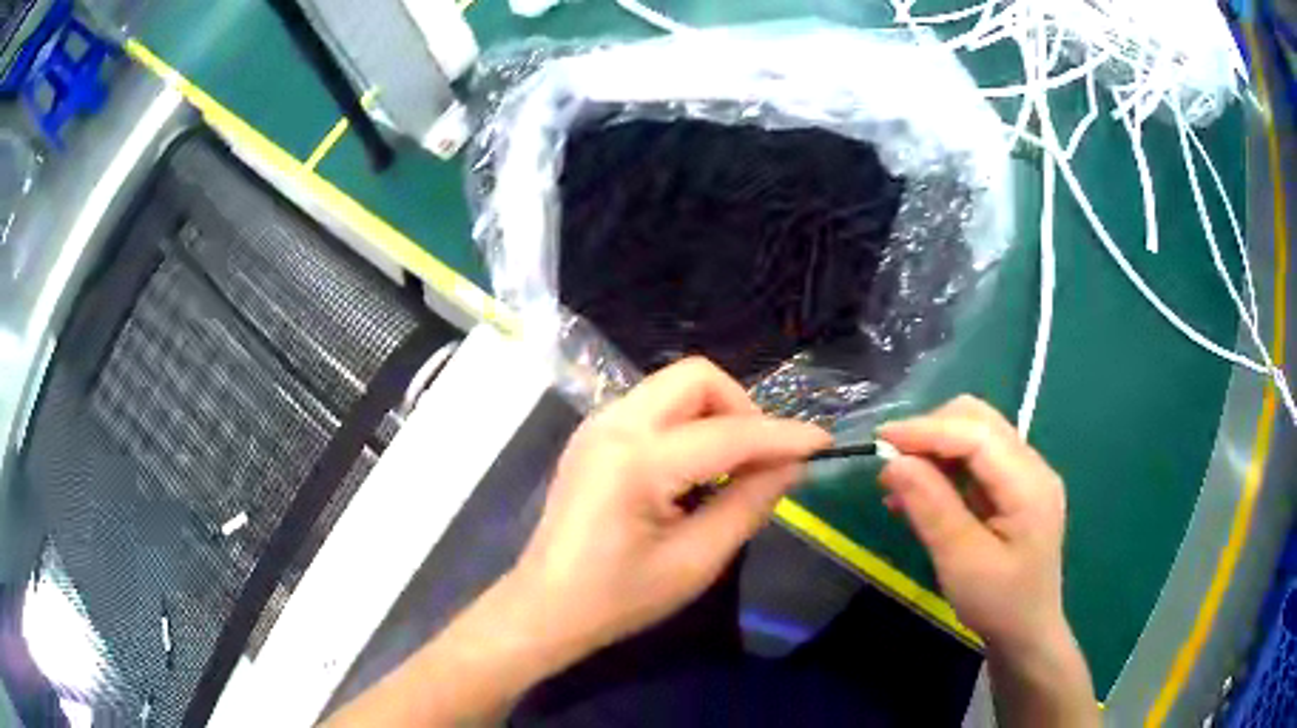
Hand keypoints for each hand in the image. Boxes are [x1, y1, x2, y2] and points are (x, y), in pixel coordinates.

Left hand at [511, 357, 831, 658]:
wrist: (546, 607)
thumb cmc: (619, 597)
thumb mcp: (696, 561)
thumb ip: (749, 504)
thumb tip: (791, 465)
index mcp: (637, 461)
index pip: (728, 433)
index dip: (783, 436)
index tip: (823, 443)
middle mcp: (613, 424)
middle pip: (696, 377)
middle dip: (742, 408)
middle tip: (763, 457)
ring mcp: (597, 424)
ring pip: (674, 386)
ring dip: (715, 413)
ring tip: (734, 464)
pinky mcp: (593, 435)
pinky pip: (654, 405)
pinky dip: (688, 423)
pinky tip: (696, 467)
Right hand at [877, 396, 1095, 726]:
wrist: (1027, 633)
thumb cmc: (998, 604)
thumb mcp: (961, 562)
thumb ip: (931, 507)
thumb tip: (893, 462)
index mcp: (1029, 484)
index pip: (977, 434)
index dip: (928, 430)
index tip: (881, 440)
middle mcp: (1033, 466)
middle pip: (979, 421)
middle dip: (932, 432)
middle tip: (893, 465)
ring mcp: (1026, 475)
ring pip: (976, 435)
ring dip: (936, 448)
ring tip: (899, 484)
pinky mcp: (1015, 488)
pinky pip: (977, 460)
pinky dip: (945, 467)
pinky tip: (920, 495)